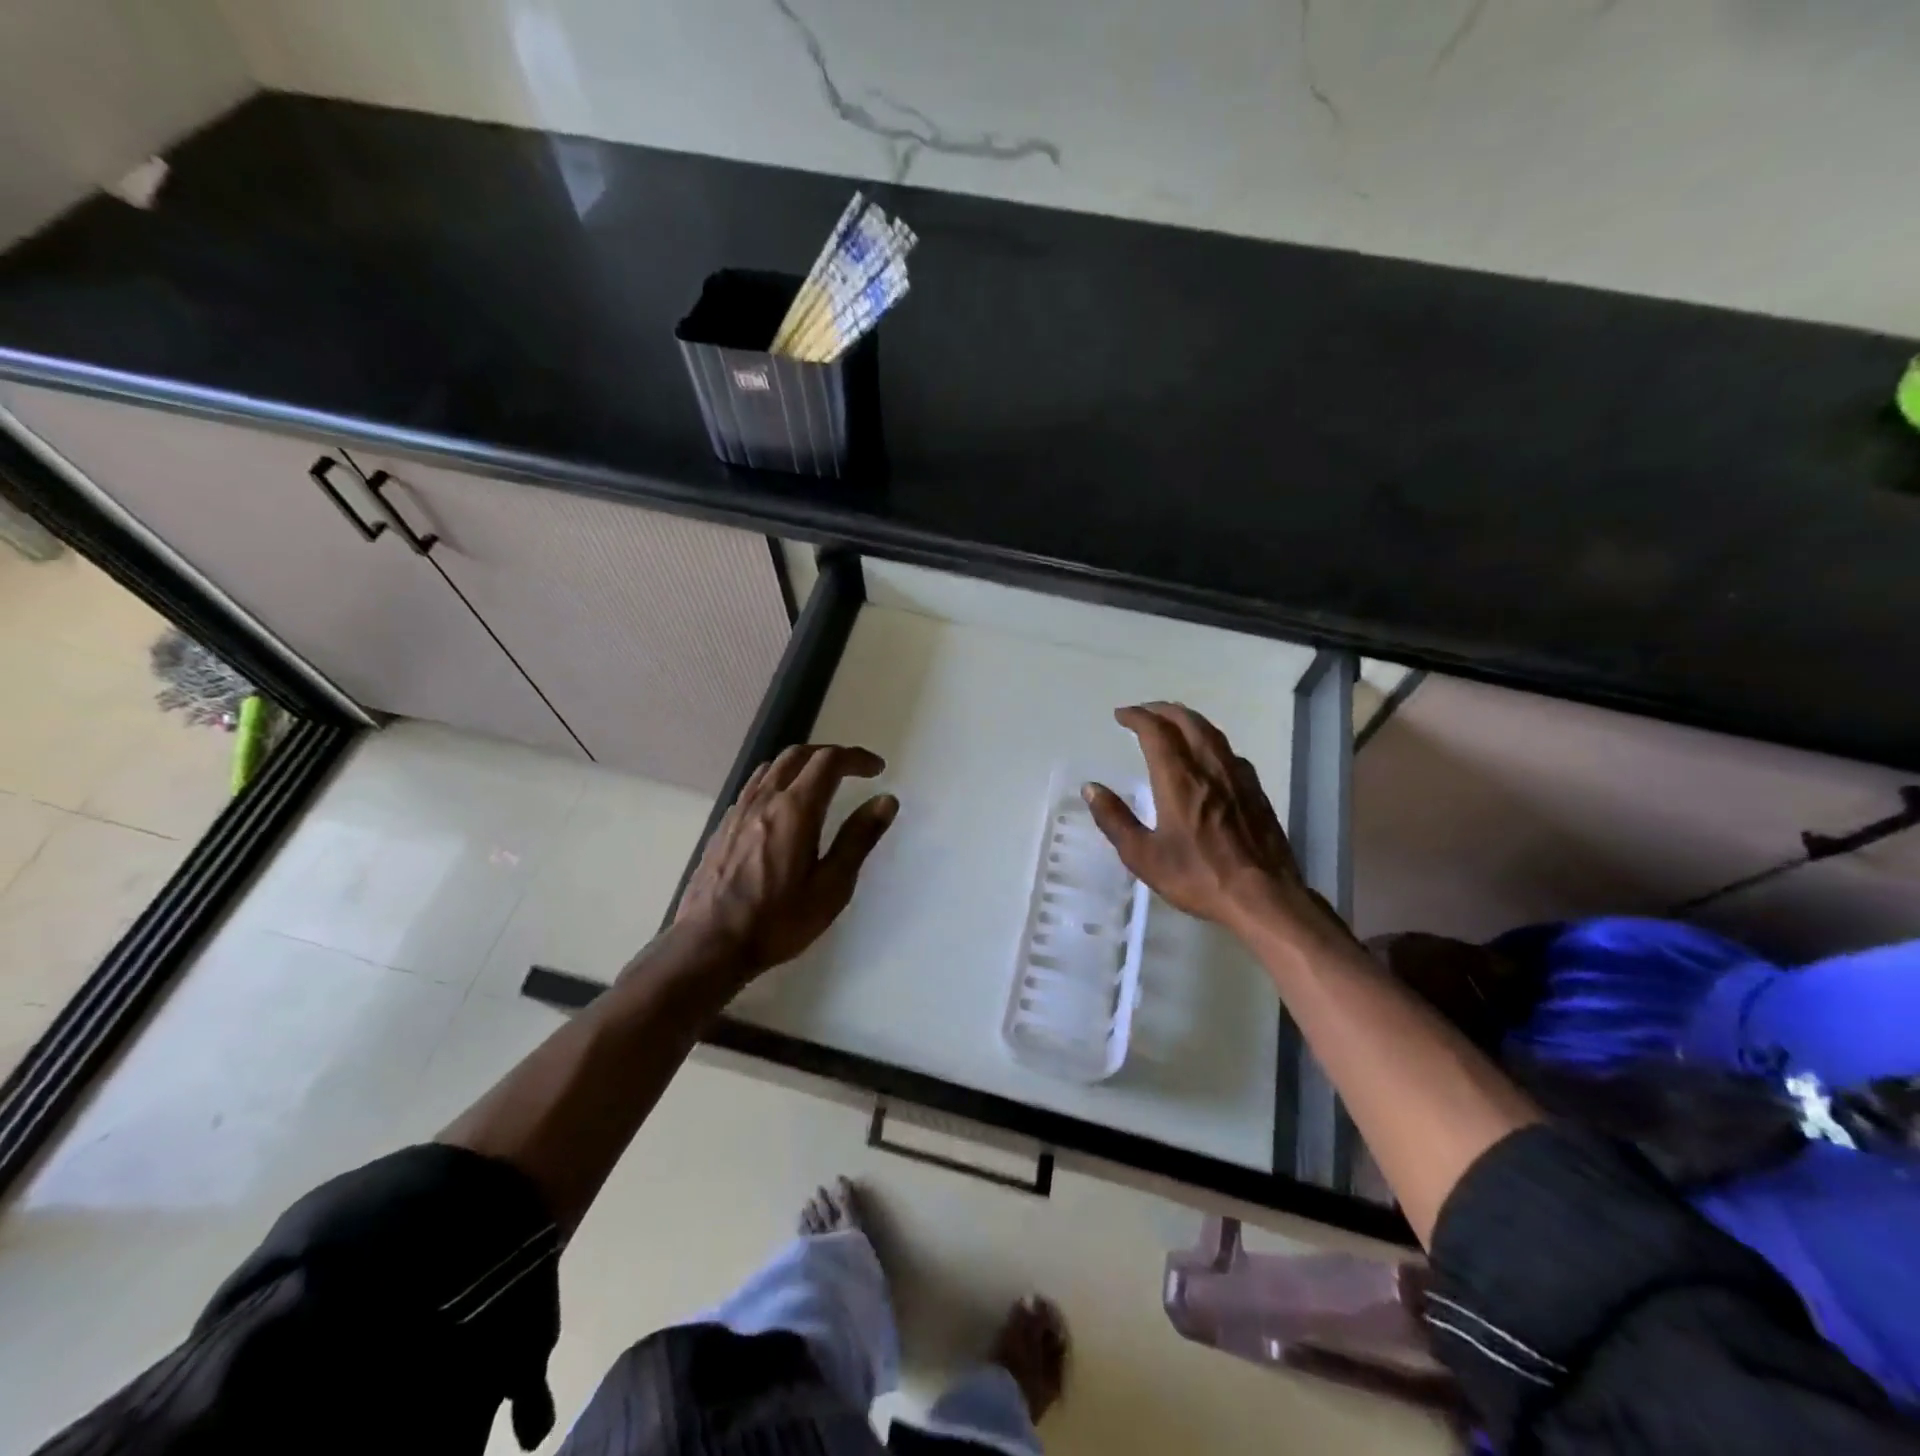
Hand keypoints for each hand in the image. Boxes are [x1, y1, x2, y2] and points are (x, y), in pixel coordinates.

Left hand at [674, 744, 897, 976]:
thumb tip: (885, 801)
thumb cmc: (778, 920)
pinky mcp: (724, 826)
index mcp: (796, 809)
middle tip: (853, 771)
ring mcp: (739, 810)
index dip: (856, 758)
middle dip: (830, 755)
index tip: (877, 769)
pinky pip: (754, 785)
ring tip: (821, 783)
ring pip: (772, 766)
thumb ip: (858, 839)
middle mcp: (765, 799)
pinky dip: (778, 780)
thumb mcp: (832, 886)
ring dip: (802, 764)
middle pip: (798, 755)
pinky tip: (784, 807)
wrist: (710, 944)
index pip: (829, 761)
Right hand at [1084, 702, 1341, 945]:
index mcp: (1180, 780)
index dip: (1137, 717)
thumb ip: (1115, 819)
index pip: (1156, 731)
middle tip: (1144, 712)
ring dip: (1188, 720)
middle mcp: (1209, 768)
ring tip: (1172, 722)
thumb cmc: (1199, 877)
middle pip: (1187, 722)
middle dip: (1162, 710)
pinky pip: (1228, 751)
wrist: (1264, 897)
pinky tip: (1208, 755)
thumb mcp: (1144, 856)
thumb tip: (1091, 789)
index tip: (1121, 715)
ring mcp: (1238, 777)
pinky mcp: (1256, 791)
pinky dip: (1209, 740)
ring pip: (1212, 733)